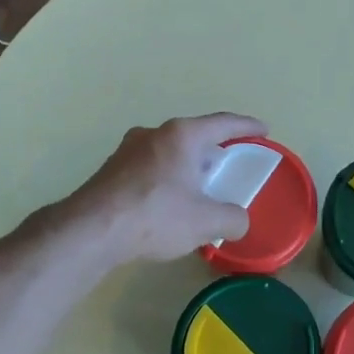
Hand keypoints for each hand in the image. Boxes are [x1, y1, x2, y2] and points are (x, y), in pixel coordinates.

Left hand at [69, 113, 267, 266]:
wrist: (90, 230)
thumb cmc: (154, 215)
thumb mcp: (205, 221)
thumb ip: (232, 218)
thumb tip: (240, 221)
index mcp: (182, 135)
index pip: (224, 123)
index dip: (247, 127)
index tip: (263, 130)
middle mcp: (155, 133)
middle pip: (194, 135)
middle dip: (214, 149)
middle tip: (230, 165)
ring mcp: (129, 149)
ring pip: (170, 151)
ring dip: (187, 165)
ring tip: (199, 187)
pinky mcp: (112, 169)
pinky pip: (150, 166)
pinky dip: (167, 178)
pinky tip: (168, 202)